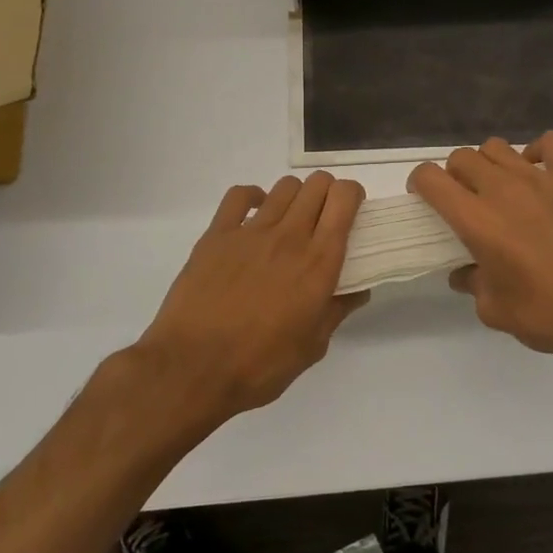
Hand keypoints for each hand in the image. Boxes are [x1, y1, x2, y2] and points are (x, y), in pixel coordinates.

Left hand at [133, 172, 367, 427]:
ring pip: (285, 187)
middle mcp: (290, 236)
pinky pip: (239, 195)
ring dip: (296, 197)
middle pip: (317, 184)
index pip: (345, 198)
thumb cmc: (260, 365)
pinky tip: (255, 214)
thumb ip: (337, 310)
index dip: (353, 196)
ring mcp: (251, 231)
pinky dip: (253, 197)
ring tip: (290, 221)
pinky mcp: (217, 234)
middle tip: (324, 219)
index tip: (352, 213)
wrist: (193, 369)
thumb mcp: (313, 346)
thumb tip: (359, 289)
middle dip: (327, 193)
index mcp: (319, 262)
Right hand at [409, 133, 552, 377]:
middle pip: (462, 157)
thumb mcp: (495, 311)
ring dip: (490, 163)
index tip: (425, 198)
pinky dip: (538, 151)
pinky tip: (539, 172)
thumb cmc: (549, 314)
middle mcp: (502, 190)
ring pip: (498, 147)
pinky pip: (550, 143)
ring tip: (500, 188)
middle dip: (454, 175)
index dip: (420, 182)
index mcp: (476, 220)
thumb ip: (473, 285)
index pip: (431, 178)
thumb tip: (464, 273)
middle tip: (464, 201)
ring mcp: (540, 178)